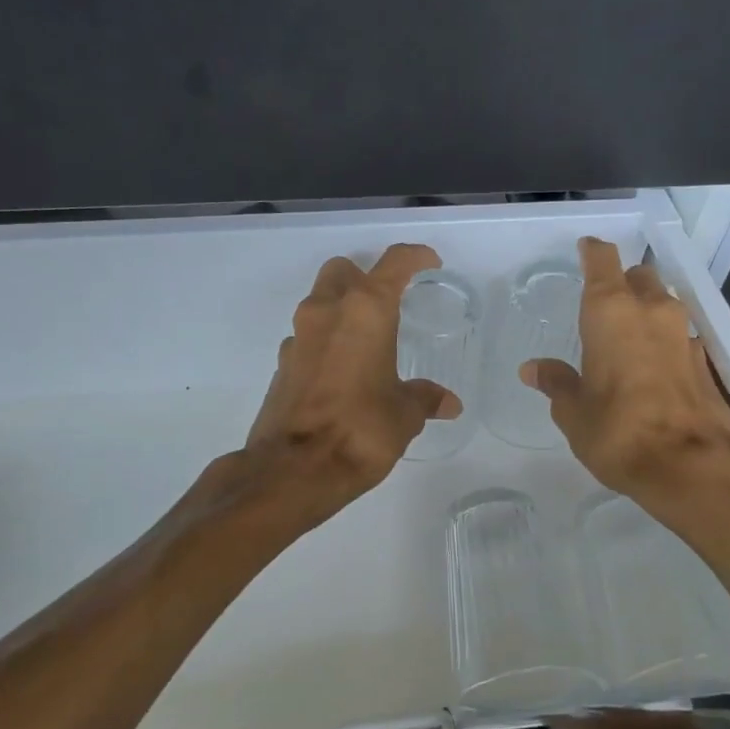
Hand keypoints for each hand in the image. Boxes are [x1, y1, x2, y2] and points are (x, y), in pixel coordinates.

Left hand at [241, 243, 459, 529]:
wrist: (293, 470)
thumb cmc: (361, 431)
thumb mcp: (404, 415)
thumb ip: (425, 399)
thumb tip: (448, 403)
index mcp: (365, 311)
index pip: (393, 264)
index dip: (415, 257)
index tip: (429, 263)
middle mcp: (326, 312)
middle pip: (342, 272)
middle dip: (364, 279)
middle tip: (387, 305)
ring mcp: (297, 337)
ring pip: (319, 303)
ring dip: (341, 311)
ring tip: (366, 344)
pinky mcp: (281, 365)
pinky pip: (307, 338)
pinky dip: (325, 343)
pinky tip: (341, 374)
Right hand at [520, 237, 729, 503]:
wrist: (693, 466)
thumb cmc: (619, 432)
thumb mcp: (574, 411)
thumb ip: (556, 383)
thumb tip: (533, 368)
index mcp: (611, 312)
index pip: (602, 260)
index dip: (592, 252)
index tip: (584, 250)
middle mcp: (652, 311)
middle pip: (639, 276)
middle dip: (622, 282)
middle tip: (602, 304)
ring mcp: (684, 334)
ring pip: (663, 303)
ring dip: (646, 311)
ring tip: (625, 337)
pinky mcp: (704, 360)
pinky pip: (678, 335)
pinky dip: (663, 342)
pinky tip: (651, 367)